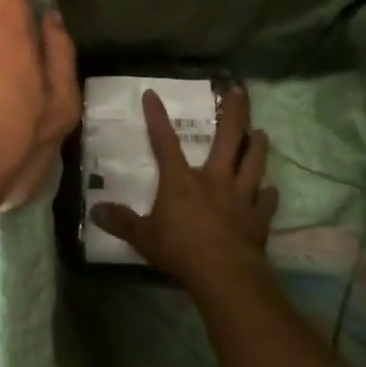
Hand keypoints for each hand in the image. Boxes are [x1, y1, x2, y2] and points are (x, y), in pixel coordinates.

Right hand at [90, 83, 277, 294]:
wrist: (225, 275)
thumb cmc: (181, 251)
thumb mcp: (142, 237)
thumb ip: (121, 222)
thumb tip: (94, 211)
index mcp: (182, 180)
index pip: (165, 142)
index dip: (156, 117)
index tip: (152, 94)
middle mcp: (214, 180)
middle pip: (228, 139)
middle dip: (235, 113)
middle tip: (240, 91)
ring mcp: (241, 197)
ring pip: (254, 163)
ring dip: (258, 147)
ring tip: (261, 132)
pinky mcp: (259, 218)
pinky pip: (267, 201)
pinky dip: (269, 194)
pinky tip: (271, 189)